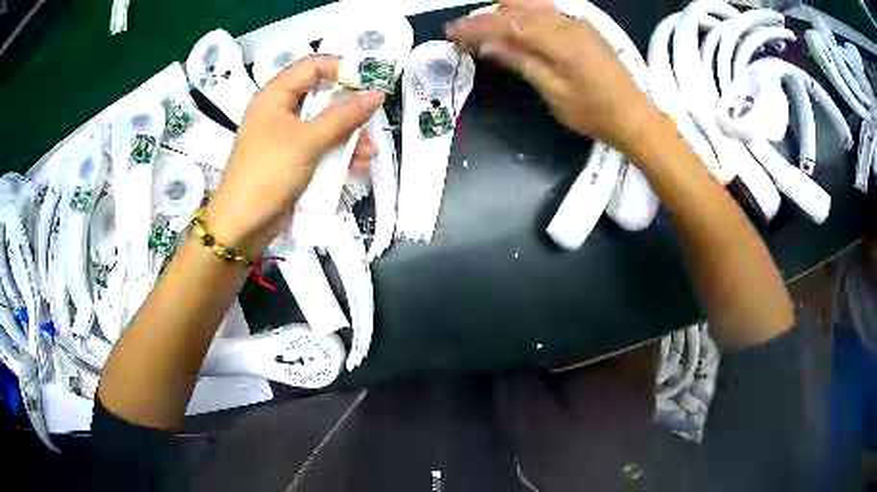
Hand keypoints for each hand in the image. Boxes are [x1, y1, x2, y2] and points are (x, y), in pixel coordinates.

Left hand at [204, 56, 384, 255]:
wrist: (241, 226)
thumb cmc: (268, 174)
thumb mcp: (307, 141)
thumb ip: (343, 116)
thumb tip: (377, 94)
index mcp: (275, 96)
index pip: (312, 66)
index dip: (342, 68)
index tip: (370, 81)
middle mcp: (281, 111)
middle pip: (322, 96)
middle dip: (350, 111)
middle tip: (373, 121)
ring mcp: (287, 137)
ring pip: (326, 125)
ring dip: (349, 138)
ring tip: (368, 155)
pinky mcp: (293, 159)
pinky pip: (321, 147)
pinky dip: (339, 155)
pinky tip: (356, 168)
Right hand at [446, 0, 657, 151]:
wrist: (635, 116)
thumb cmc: (595, 113)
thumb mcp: (554, 93)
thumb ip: (521, 62)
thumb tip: (488, 45)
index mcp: (559, 40)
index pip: (507, 22)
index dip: (476, 25)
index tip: (452, 33)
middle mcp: (566, 23)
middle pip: (516, 7)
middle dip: (486, 18)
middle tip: (466, 37)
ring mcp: (575, 23)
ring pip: (530, 6)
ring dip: (504, 15)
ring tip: (486, 34)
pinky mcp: (581, 28)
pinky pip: (544, 12)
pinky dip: (523, 16)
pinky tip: (514, 30)